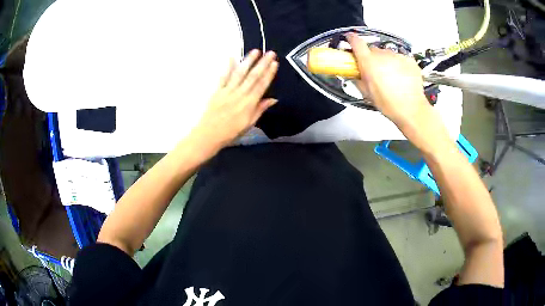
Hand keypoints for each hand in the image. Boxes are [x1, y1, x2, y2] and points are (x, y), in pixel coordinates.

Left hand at [189, 50, 278, 154]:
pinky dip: (228, 67)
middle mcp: (240, 94)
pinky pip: (223, 77)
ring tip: (255, 51)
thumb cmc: (231, 132)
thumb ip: (260, 109)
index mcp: (249, 103)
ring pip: (240, 73)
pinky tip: (231, 57)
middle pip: (253, 76)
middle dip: (262, 63)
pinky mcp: (217, 91)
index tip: (275, 63)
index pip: (262, 85)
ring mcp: (227, 91)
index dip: (269, 73)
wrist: (209, 135)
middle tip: (270, 53)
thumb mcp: (249, 124)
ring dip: (248, 61)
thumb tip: (273, 99)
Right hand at [346, 33, 430, 128]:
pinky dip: (399, 65)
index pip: (356, 41)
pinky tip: (402, 78)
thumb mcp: (366, 93)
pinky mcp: (409, 60)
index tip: (350, 39)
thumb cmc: (388, 103)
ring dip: (387, 62)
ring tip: (392, 78)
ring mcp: (397, 56)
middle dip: (372, 58)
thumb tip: (354, 74)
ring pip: (388, 54)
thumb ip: (357, 79)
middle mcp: (382, 54)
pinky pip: (400, 58)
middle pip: (373, 50)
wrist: (411, 109)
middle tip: (376, 71)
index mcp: (368, 61)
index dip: (351, 39)